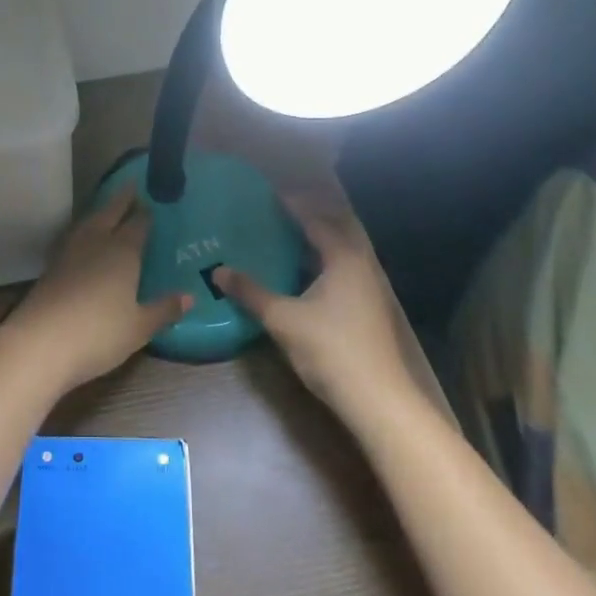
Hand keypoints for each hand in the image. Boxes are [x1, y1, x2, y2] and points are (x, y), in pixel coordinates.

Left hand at [0, 187, 191, 392]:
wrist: (40, 342)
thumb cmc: (99, 333)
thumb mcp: (139, 327)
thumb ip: (164, 309)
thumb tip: (190, 296)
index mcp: (122, 251)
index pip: (137, 224)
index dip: (145, 213)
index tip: (152, 201)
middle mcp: (96, 243)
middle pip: (110, 214)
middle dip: (122, 200)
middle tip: (131, 186)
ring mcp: (70, 253)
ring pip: (88, 223)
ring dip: (100, 213)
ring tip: (108, 210)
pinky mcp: (51, 267)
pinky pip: (74, 238)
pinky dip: (84, 232)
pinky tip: (84, 241)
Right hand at [215, 192, 422, 420]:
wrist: (376, 399)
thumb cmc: (330, 348)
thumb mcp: (282, 318)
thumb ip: (251, 292)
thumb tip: (219, 271)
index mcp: (343, 258)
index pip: (316, 221)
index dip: (293, 206)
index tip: (269, 195)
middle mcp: (360, 266)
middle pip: (334, 233)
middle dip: (308, 221)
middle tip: (277, 215)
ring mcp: (367, 290)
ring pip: (338, 255)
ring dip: (314, 245)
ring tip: (283, 241)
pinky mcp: (365, 310)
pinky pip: (340, 273)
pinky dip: (319, 266)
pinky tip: (298, 278)